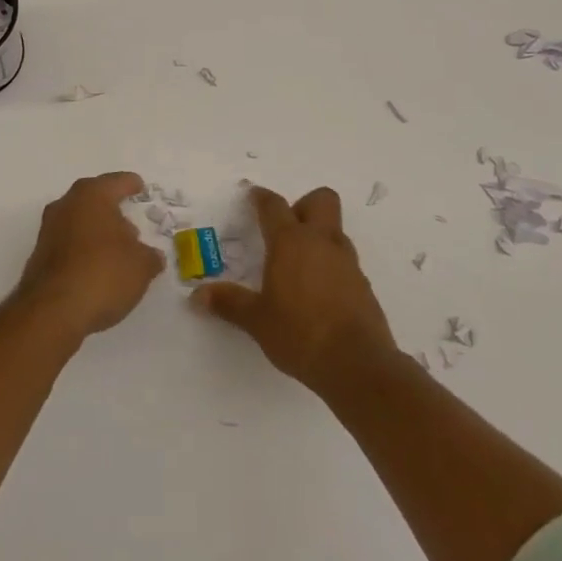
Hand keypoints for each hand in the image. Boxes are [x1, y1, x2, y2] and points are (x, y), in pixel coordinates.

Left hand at [17, 172, 164, 339]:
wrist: (52, 310)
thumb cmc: (103, 274)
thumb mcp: (141, 266)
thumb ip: (150, 257)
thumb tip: (151, 256)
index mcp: (92, 195)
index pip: (117, 182)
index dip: (131, 184)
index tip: (140, 186)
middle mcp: (67, 205)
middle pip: (94, 200)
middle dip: (113, 211)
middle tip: (132, 226)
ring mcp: (49, 230)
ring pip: (79, 222)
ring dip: (97, 232)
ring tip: (118, 251)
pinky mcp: (40, 255)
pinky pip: (69, 244)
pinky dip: (83, 251)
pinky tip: (97, 269)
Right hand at [192, 186, 397, 394]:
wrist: (358, 365)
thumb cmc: (299, 333)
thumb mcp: (257, 320)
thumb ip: (229, 303)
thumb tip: (197, 296)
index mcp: (291, 242)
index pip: (274, 206)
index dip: (261, 198)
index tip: (253, 196)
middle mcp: (322, 242)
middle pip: (321, 199)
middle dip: (303, 205)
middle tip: (286, 229)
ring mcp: (347, 262)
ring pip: (335, 230)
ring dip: (319, 237)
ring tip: (299, 266)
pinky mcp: (364, 285)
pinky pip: (345, 261)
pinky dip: (331, 266)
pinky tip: (319, 293)